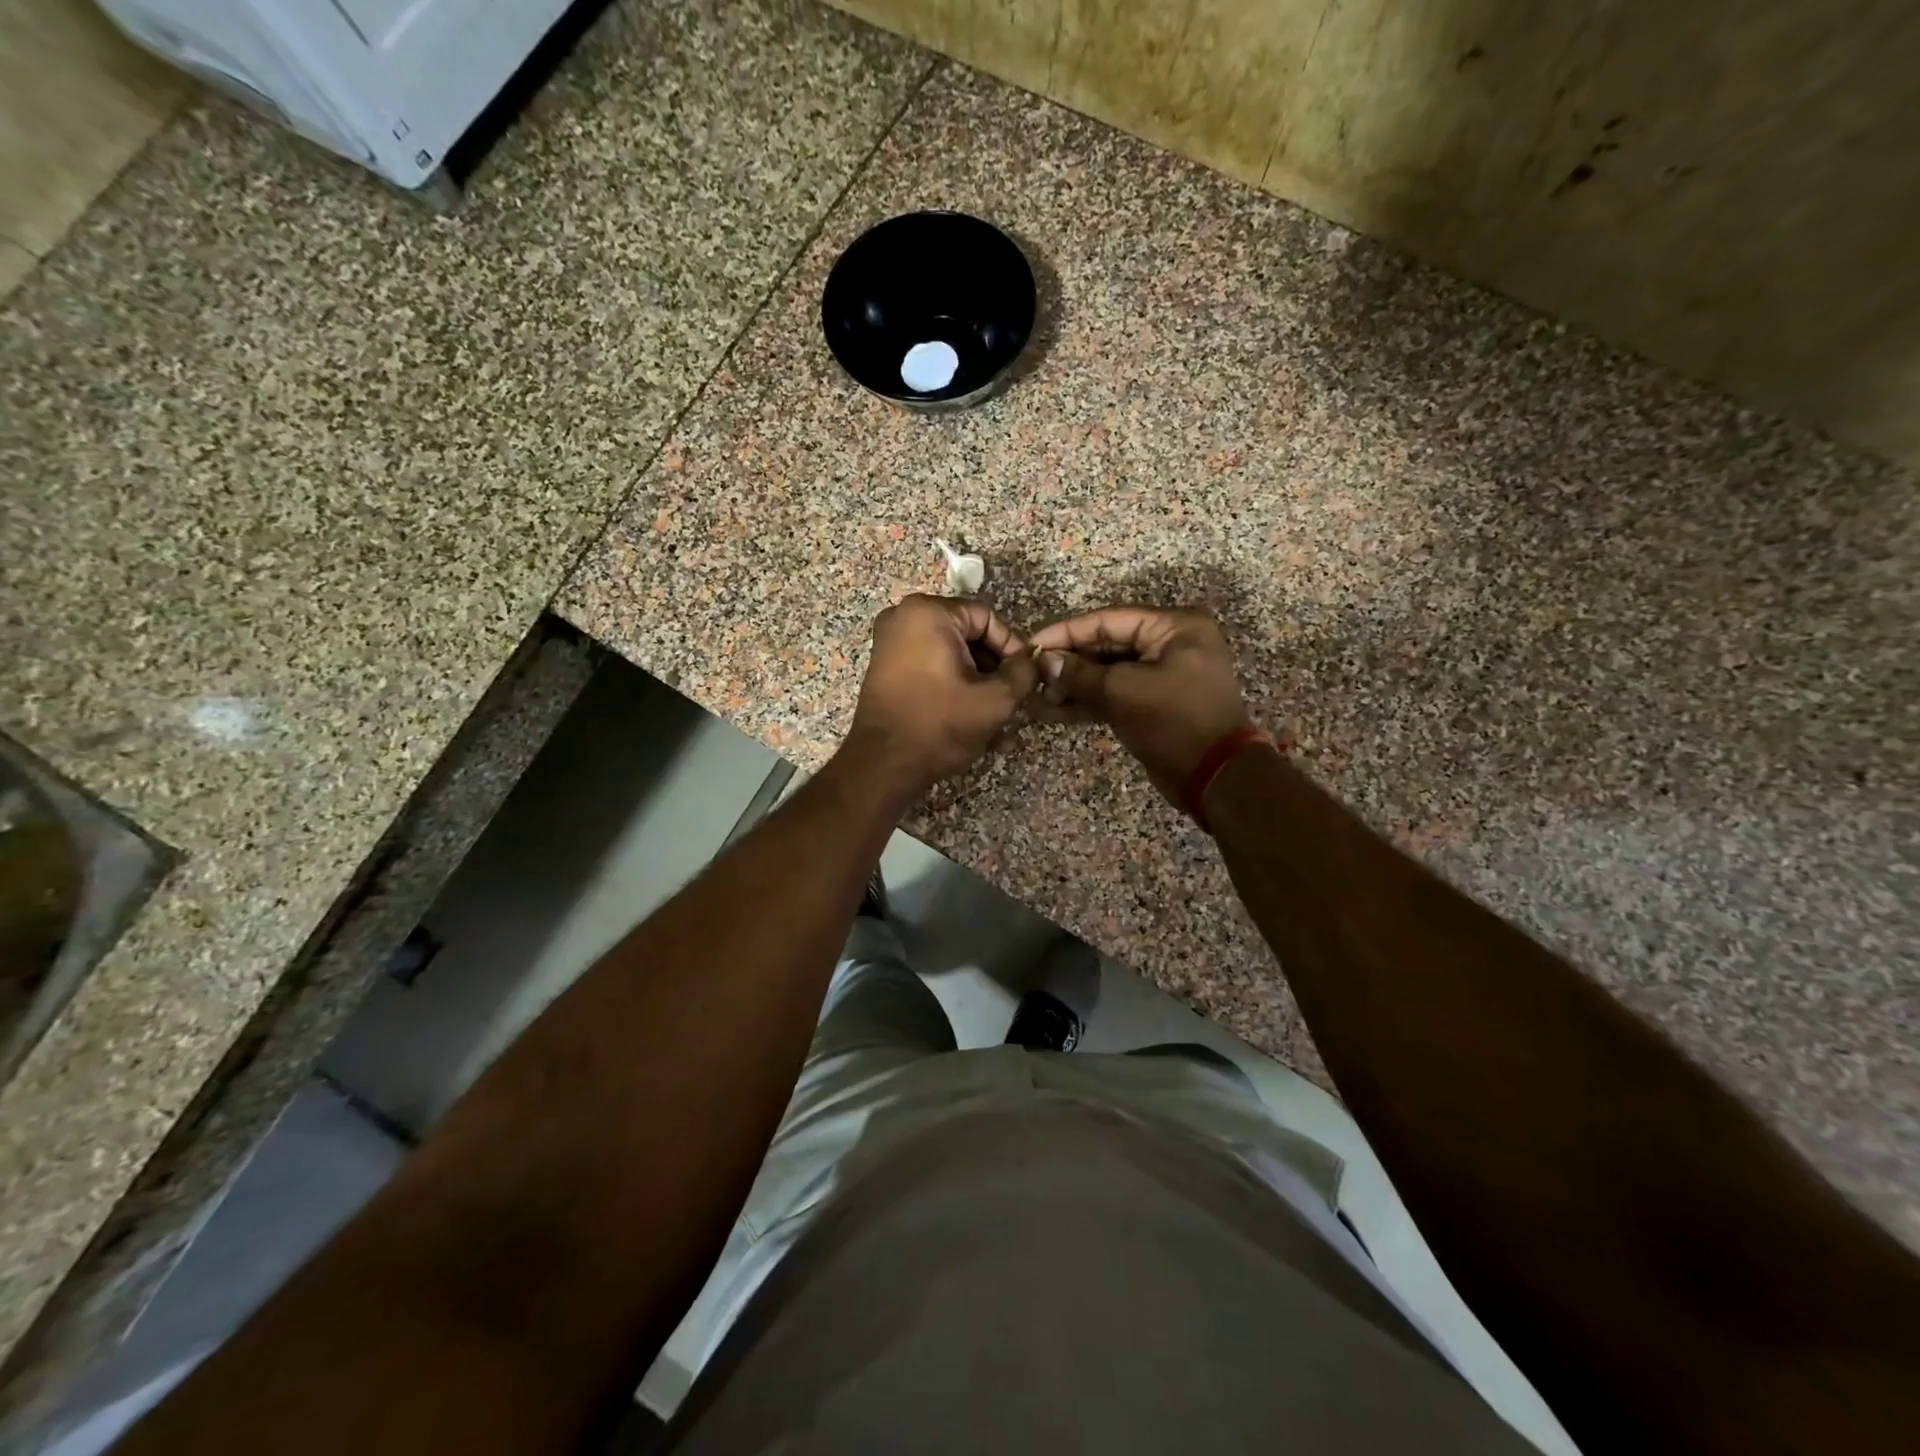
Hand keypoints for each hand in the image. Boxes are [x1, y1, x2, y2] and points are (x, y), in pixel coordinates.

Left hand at [844, 594, 1038, 796]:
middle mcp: (904, 617)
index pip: (987, 618)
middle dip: (994, 671)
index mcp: (928, 612)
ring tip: (1000, 722)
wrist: (883, 766)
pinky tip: (975, 724)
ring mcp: (890, 643)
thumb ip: (1024, 672)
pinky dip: (954, 690)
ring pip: (951, 657)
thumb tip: (1034, 659)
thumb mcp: (996, 699)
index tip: (1026, 678)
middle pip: (968, 637)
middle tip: (1014, 701)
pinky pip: (931, 669)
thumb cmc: (940, 725)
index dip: (1012, 648)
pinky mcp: (886, 669)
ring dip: (978, 686)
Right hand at [1030, 607, 1253, 805]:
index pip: (1107, 620)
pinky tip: (1053, 712)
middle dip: (1068, 663)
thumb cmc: (1174, 722)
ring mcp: (1164, 674)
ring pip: (1108, 673)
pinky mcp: (1155, 702)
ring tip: (1037, 699)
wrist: (1215, 777)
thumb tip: (1043, 660)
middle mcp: (1171, 643)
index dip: (1066, 633)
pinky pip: (1116, 694)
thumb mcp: (1122, 692)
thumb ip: (1079, 674)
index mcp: (1174, 626)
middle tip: (1032, 677)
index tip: (1031, 646)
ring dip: (1073, 686)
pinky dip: (1087, 702)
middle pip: (1107, 645)